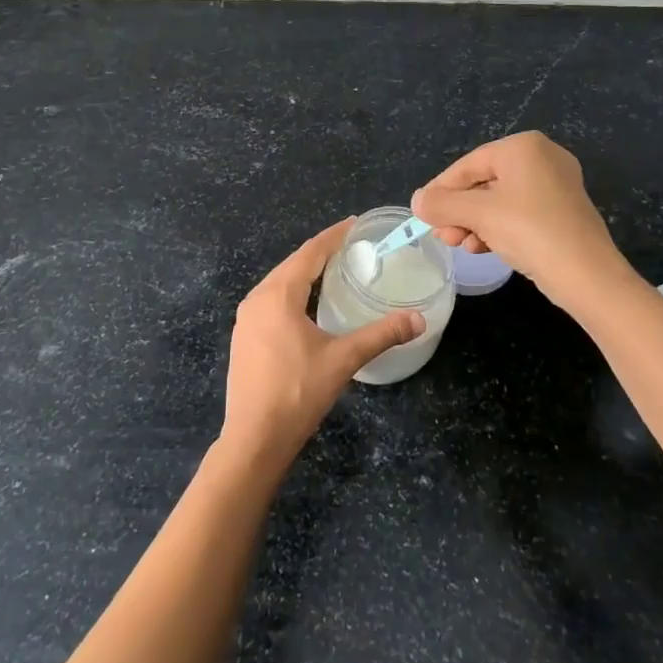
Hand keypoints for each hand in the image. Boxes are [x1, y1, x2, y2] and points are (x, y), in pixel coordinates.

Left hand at [219, 218, 423, 471]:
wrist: (254, 439)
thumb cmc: (297, 393)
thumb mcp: (343, 360)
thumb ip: (381, 335)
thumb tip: (418, 320)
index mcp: (278, 295)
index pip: (310, 253)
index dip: (334, 236)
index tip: (355, 223)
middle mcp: (257, 299)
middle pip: (292, 264)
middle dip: (321, 251)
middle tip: (351, 244)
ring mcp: (246, 319)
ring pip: (280, 282)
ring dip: (305, 272)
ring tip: (333, 268)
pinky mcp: (244, 337)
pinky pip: (271, 300)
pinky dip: (293, 292)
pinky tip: (308, 303)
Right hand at [411, 131, 628, 310]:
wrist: (588, 275)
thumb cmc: (529, 231)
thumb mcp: (479, 214)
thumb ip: (442, 203)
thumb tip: (417, 201)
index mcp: (523, 147)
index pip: (468, 164)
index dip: (441, 190)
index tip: (422, 213)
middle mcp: (542, 157)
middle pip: (483, 182)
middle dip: (459, 211)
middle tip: (442, 236)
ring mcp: (555, 184)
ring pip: (499, 200)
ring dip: (474, 222)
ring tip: (460, 246)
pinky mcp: (561, 210)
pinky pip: (518, 212)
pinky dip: (497, 228)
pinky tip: (482, 248)